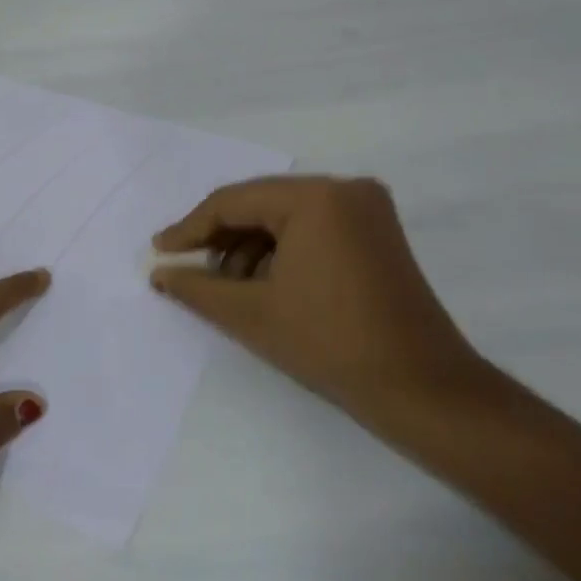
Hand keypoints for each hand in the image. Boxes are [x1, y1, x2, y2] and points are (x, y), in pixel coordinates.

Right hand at [151, 176, 488, 422]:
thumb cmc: (330, 343)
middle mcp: (344, 189)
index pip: (233, 202)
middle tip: (185, 267)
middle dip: (219, 239)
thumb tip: (158, 272)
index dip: (189, 229)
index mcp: (316, 198)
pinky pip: (311, 228)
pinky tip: (261, 285)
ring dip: (248, 248)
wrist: (423, 390)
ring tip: (224, 287)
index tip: (159, 253)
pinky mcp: (376, 234)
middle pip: (259, 205)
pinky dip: (280, 252)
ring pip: (284, 217)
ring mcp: (366, 210)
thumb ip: (195, 287)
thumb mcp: (250, 313)